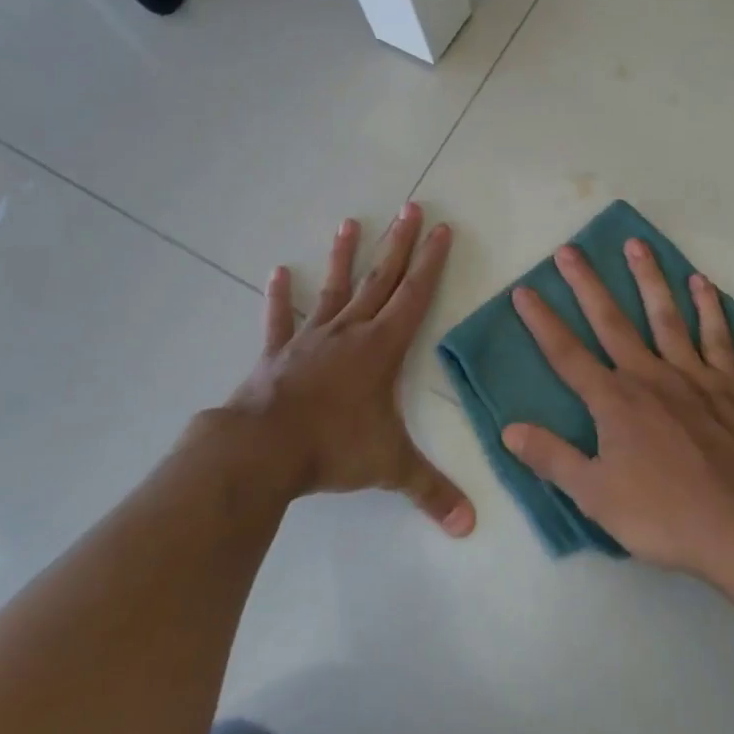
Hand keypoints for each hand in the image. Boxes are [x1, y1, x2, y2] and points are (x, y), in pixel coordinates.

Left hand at [220, 204, 474, 535]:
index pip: (415, 295)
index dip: (432, 261)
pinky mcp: (277, 353)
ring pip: (335, 289)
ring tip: (350, 222)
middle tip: (411, 206)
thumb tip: (470, 526)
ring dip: (345, 256)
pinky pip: (280, 320)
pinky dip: (280, 297)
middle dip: (400, 243)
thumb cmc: (333, 448)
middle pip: (382, 278)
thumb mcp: (389, 466)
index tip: (443, 228)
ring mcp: (311, 338)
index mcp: (382, 347)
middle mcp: (351, 331)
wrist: (263, 450)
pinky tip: (278, 272)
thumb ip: (431, 491)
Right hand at [501, 239, 733, 575]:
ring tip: (636, 244)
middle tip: (570, 249)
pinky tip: (701, 282)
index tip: (524, 290)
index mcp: (614, 401)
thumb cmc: (664, 514)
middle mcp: (648, 375)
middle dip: (587, 284)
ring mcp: (691, 374)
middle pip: (611, 321)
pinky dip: (709, 308)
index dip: (542, 321)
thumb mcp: (596, 496)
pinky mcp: (729, 384)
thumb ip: (552, 458)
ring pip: (665, 315)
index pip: (567, 354)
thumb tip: (509, 428)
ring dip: (648, 278)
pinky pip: (716, 337)